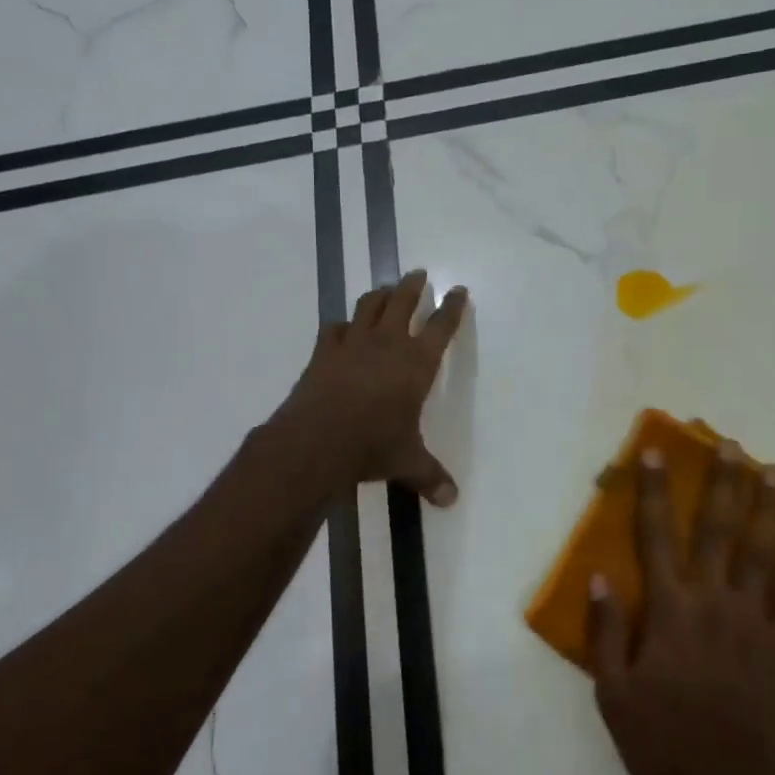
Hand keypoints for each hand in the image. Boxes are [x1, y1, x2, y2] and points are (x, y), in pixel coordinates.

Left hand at [271, 269, 467, 505]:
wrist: (316, 441)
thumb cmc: (372, 447)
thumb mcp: (407, 463)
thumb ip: (430, 476)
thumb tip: (451, 500)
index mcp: (416, 363)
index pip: (441, 326)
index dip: (452, 307)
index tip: (458, 290)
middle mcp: (387, 344)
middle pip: (403, 301)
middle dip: (413, 286)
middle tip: (418, 273)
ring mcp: (352, 344)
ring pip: (369, 306)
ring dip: (380, 294)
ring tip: (386, 289)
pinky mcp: (323, 353)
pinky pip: (334, 328)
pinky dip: (341, 324)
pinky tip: (342, 327)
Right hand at [588, 442, 774, 774]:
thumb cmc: (663, 744)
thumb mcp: (613, 694)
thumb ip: (605, 632)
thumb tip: (601, 576)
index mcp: (670, 610)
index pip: (658, 535)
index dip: (655, 490)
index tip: (656, 451)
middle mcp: (715, 602)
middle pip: (721, 530)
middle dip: (725, 483)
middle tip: (732, 446)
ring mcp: (757, 622)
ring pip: (767, 552)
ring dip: (772, 508)